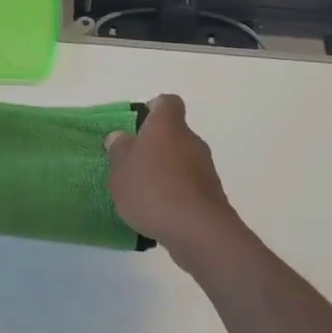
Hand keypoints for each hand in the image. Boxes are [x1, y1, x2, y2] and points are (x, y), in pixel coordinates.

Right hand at [104, 94, 241, 259]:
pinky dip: (176, 191)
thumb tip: (121, 137)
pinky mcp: (212, 192)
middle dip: (154, 146)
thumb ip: (119, 151)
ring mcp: (205, 166)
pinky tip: (160, 210)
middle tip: (132, 165)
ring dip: (165, 170)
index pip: (166, 103)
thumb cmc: (151, 190)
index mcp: (166, 126)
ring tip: (143, 192)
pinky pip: (189, 183)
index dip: (152, 110)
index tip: (137, 126)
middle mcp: (190, 140)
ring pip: (181, 159)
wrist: (198, 230)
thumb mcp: (120, 171)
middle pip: (172, 133)